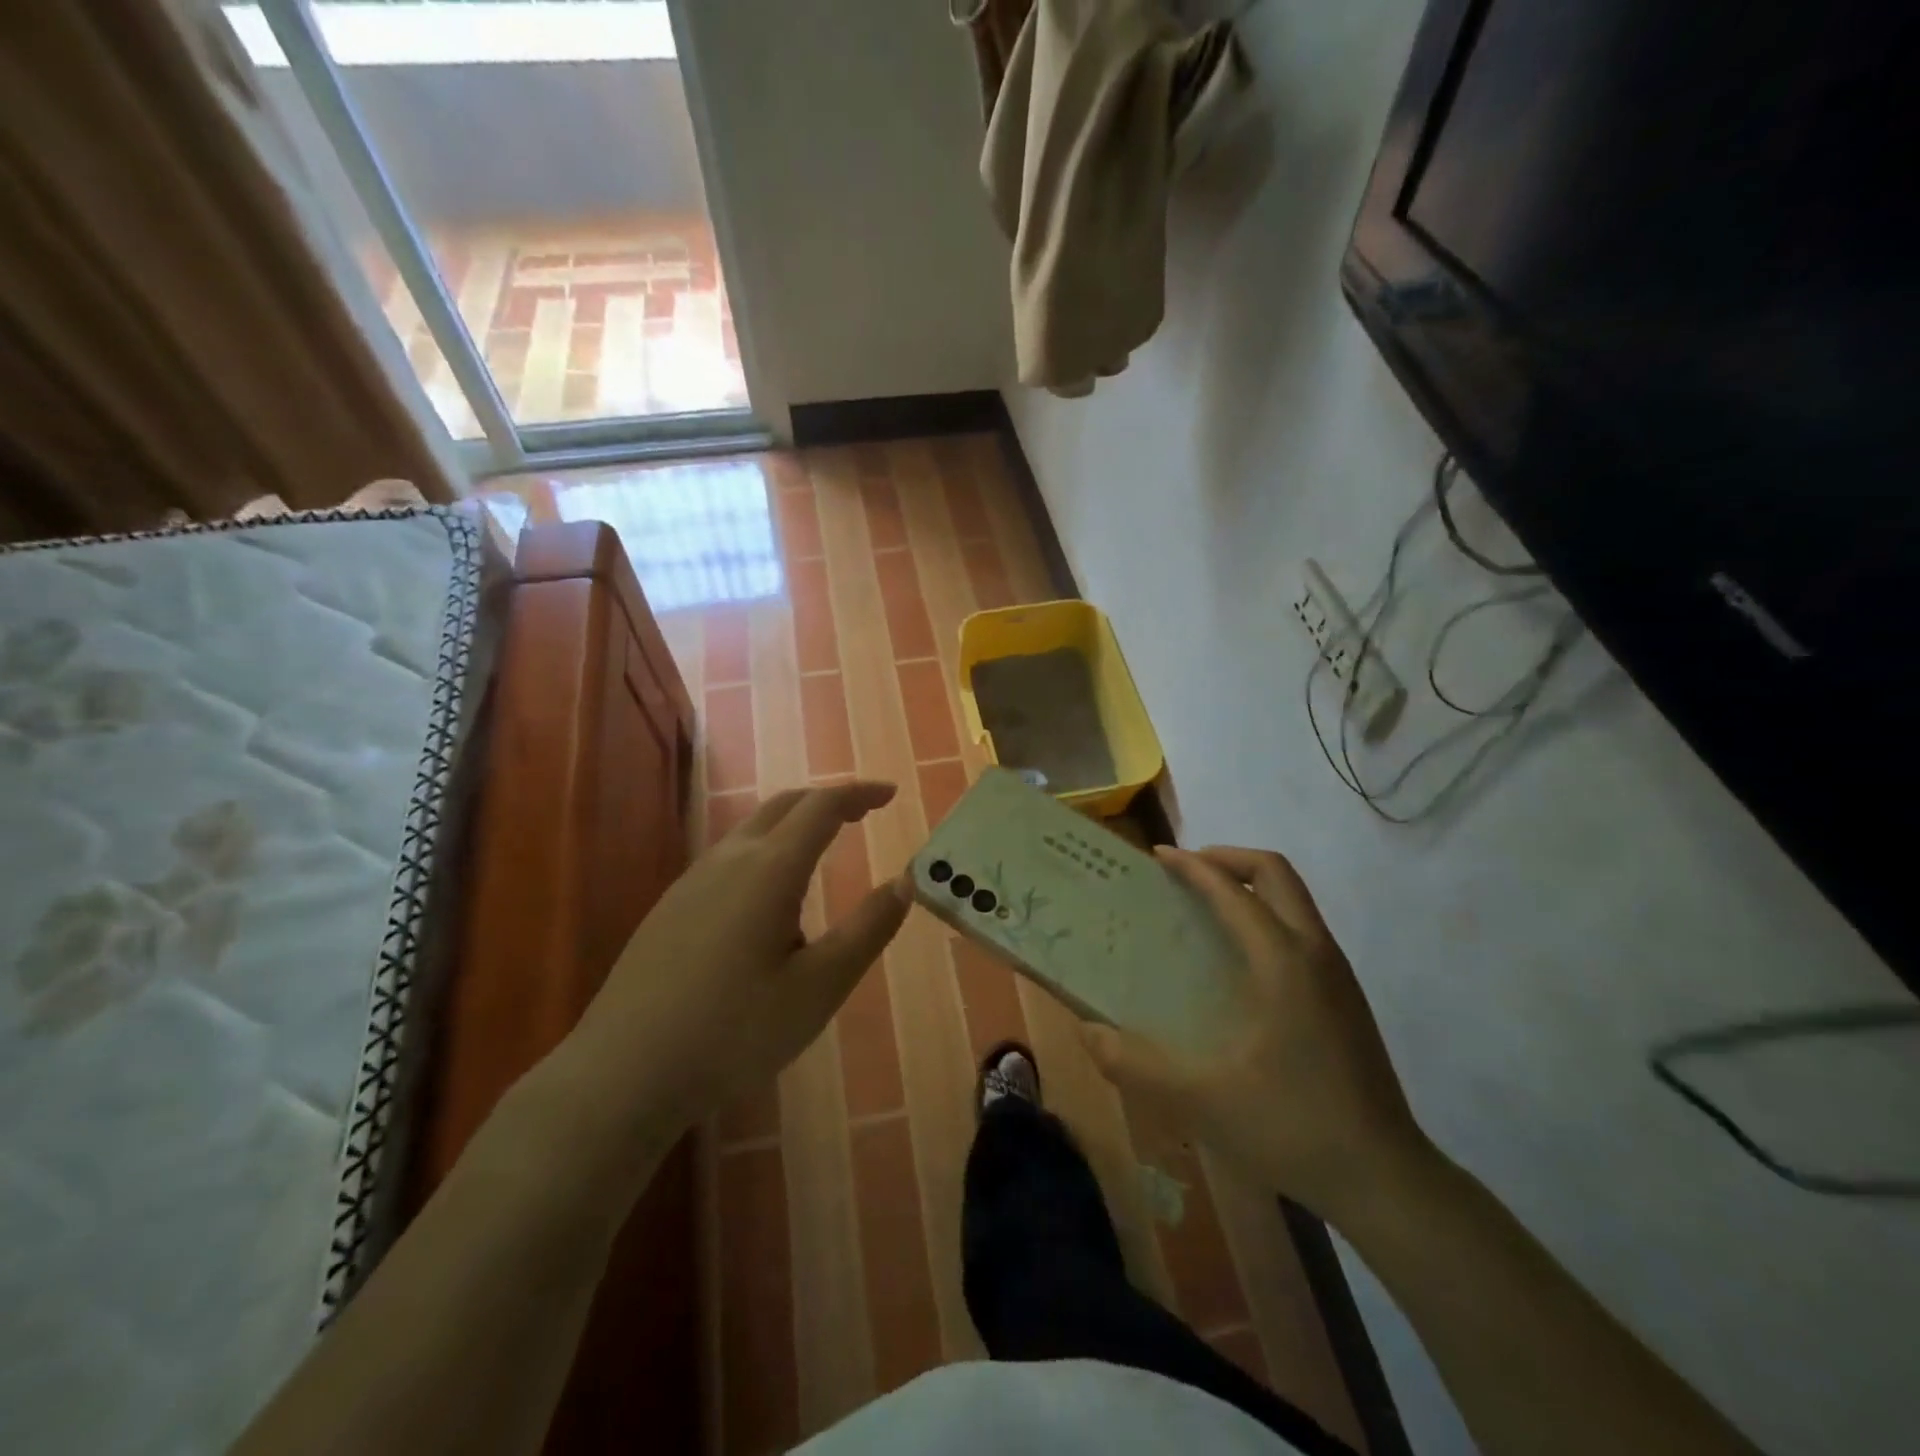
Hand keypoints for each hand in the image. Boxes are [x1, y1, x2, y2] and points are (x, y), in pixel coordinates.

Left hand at [560, 782, 910, 1139]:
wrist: (624, 1072)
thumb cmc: (734, 1031)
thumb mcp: (819, 987)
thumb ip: (867, 929)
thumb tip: (903, 881)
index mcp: (770, 869)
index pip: (822, 807)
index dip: (859, 794)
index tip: (890, 794)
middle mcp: (729, 859)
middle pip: (784, 805)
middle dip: (828, 800)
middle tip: (863, 813)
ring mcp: (692, 880)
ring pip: (753, 829)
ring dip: (795, 824)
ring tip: (823, 851)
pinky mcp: (671, 906)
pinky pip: (730, 856)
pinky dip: (766, 850)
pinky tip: (768, 899)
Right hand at [1082, 845, 1430, 1222]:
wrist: (1385, 1179)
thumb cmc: (1291, 1126)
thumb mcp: (1201, 1099)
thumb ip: (1135, 1064)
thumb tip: (1086, 1032)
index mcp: (1282, 961)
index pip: (1234, 889)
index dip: (1193, 866)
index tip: (1157, 857)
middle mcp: (1315, 952)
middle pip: (1275, 872)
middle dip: (1227, 859)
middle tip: (1184, 873)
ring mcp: (1337, 974)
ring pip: (1294, 898)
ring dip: (1249, 885)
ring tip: (1203, 909)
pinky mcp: (1345, 997)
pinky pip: (1301, 927)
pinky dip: (1266, 915)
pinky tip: (1237, 961)